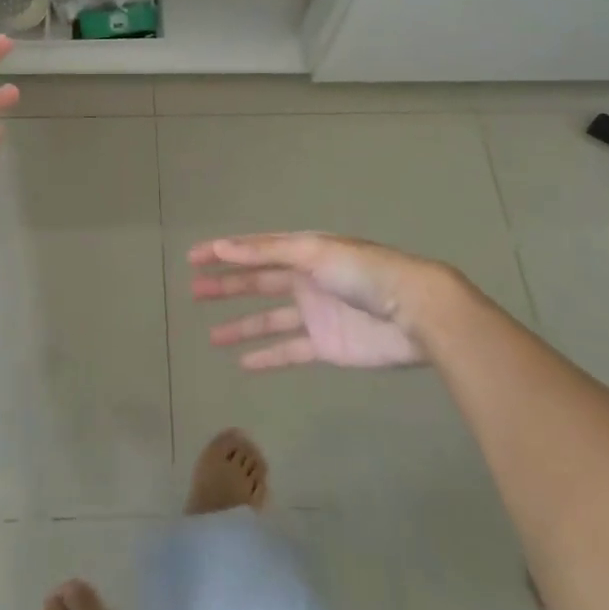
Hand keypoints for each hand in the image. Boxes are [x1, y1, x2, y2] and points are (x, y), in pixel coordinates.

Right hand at [189, 233, 454, 369]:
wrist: (415, 312)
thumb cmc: (363, 273)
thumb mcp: (313, 252)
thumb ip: (267, 253)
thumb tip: (222, 248)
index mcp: (302, 251)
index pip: (255, 250)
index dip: (224, 252)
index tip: (193, 258)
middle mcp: (305, 279)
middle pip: (257, 282)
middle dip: (226, 286)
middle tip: (194, 291)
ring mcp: (315, 314)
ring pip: (268, 319)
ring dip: (241, 325)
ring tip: (211, 335)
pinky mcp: (326, 346)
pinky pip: (289, 350)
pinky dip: (267, 355)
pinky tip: (243, 362)